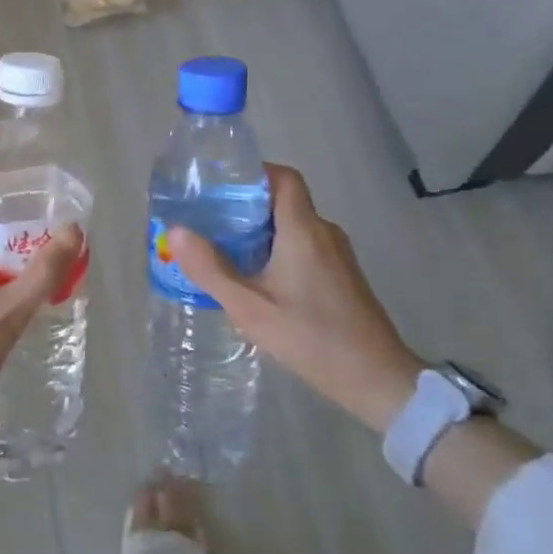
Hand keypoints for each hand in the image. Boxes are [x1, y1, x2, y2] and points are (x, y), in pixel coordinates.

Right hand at [168, 164, 424, 432]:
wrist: (377, 379)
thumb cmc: (311, 338)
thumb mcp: (250, 308)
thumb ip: (211, 269)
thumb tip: (175, 231)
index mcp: (303, 229)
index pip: (283, 177)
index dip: (253, 173)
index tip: (220, 186)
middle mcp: (324, 232)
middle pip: (284, 201)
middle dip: (246, 207)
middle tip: (209, 222)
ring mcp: (337, 255)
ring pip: (293, 226)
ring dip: (260, 232)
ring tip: (224, 251)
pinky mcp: (342, 276)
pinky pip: (304, 247)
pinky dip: (277, 251)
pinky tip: (256, 280)